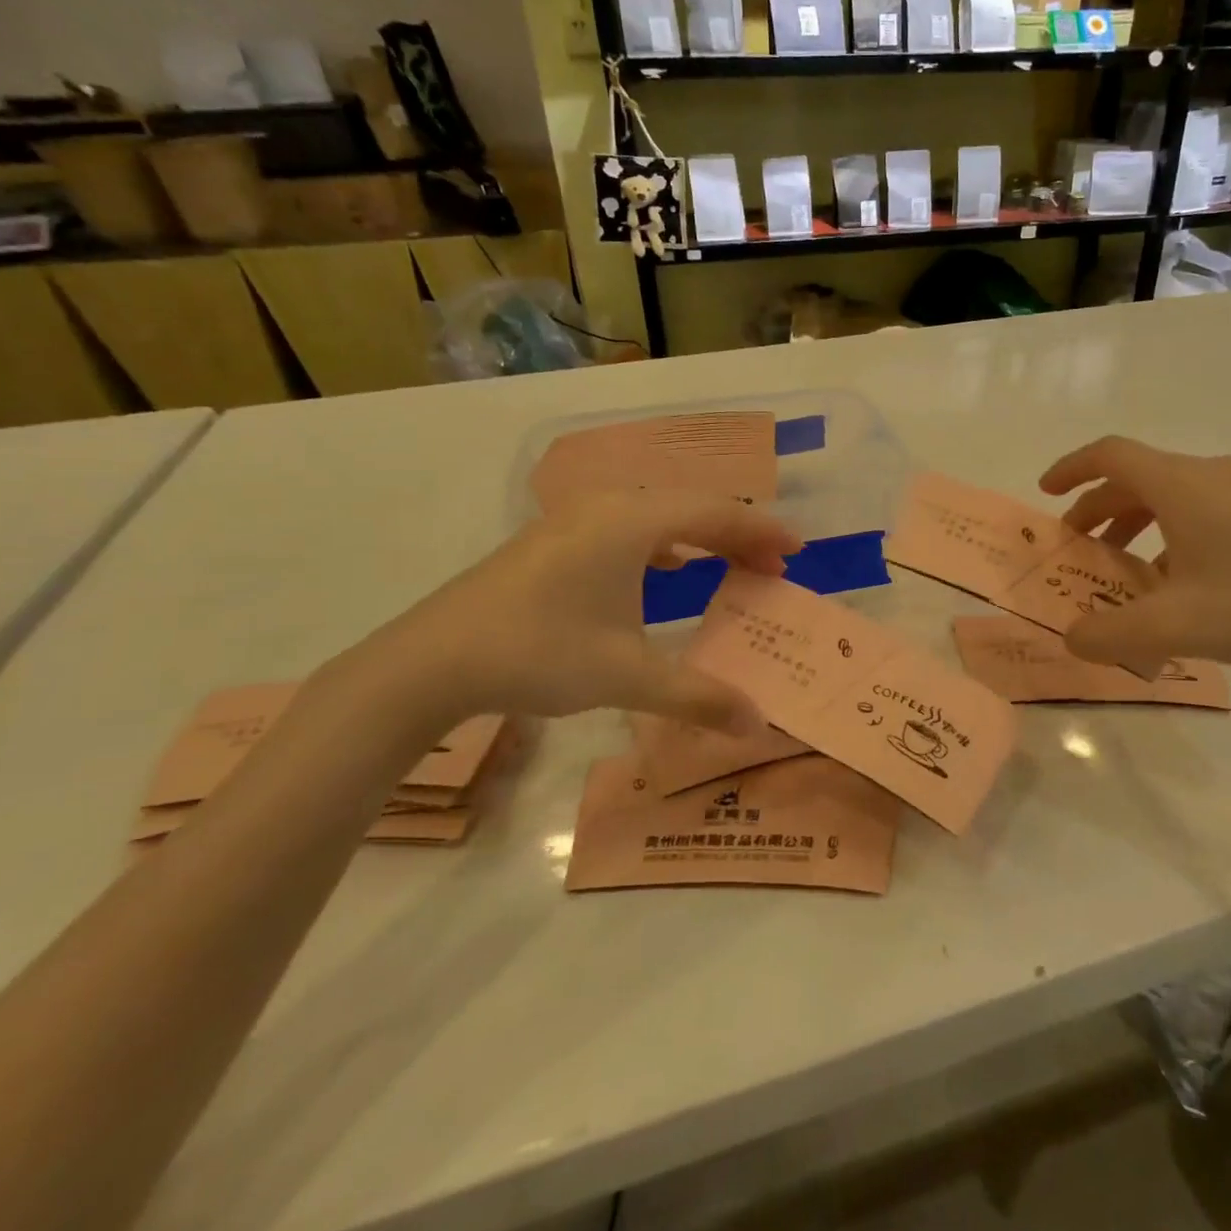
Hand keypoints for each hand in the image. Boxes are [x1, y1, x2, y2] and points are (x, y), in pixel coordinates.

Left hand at [359, 492, 800, 731]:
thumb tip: (756, 723)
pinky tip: (669, 568)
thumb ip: (698, 696)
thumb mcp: (626, 676)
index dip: (762, 531)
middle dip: (738, 535)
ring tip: (732, 566)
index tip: (798, 551)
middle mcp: (607, 508)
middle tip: (773, 568)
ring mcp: (575, 519)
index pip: (716, 514)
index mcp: (632, 523)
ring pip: (658, 516)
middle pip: (691, 508)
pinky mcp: (554, 539)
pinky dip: (664, 543)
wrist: (432, 660)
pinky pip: (628, 527)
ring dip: (701, 538)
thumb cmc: (539, 653)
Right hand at [1039, 437, 1230, 680]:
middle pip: (1138, 478)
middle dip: (1098, 509)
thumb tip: (1072, 639)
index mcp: (1184, 485)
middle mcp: (1215, 475)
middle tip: (1078, 547)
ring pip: (1173, 496)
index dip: (1071, 469)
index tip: (1046, 493)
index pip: (1111, 455)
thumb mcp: (1174, 627)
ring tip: (1125, 570)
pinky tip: (1182, 585)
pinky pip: (1206, 511)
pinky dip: (1174, 536)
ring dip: (1136, 524)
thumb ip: (1109, 634)